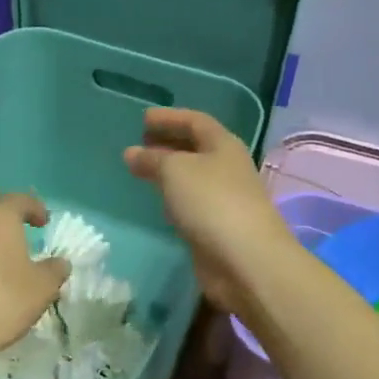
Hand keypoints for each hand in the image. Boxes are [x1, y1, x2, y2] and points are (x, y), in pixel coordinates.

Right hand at [124, 109, 294, 313]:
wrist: (245, 260)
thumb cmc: (211, 203)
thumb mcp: (175, 171)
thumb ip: (152, 159)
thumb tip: (132, 153)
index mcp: (223, 145)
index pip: (195, 121)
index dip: (170, 118)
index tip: (143, 119)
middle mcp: (227, 168)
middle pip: (196, 148)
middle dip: (168, 143)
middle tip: (140, 143)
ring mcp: (225, 199)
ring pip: (193, 177)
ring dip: (170, 171)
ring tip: (142, 170)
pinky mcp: (218, 227)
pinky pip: (192, 203)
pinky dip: (174, 197)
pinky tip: (158, 202)